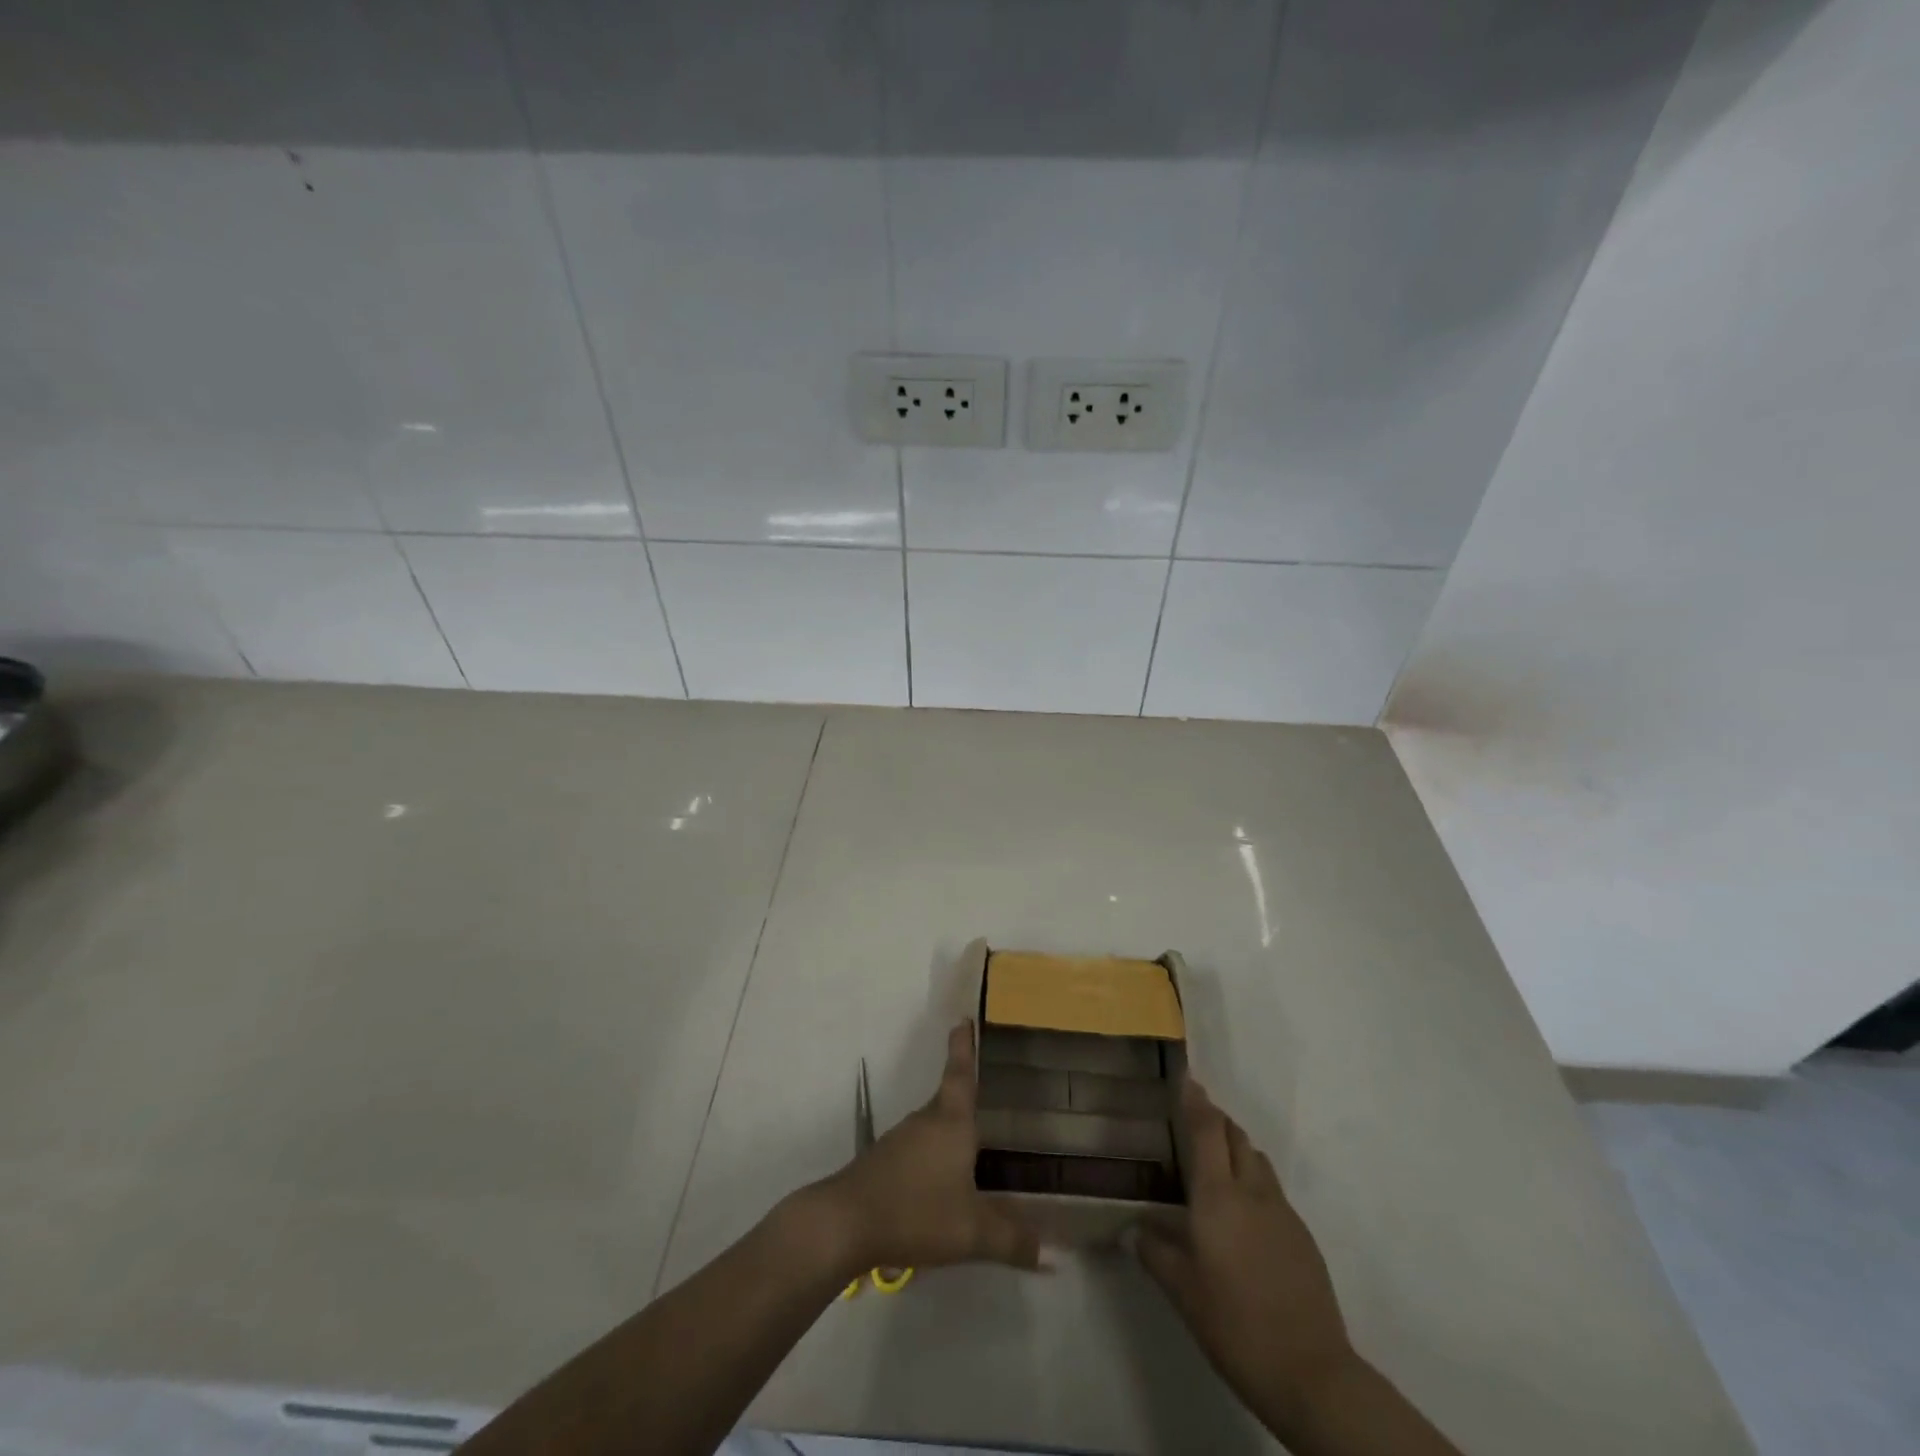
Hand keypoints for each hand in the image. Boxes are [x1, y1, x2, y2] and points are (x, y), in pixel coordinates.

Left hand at [800, 1022, 1041, 1277]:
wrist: (845, 1223)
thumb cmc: (915, 1211)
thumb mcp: (971, 1232)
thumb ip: (1011, 1239)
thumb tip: (1052, 1255)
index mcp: (951, 1122)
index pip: (961, 1074)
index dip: (964, 1047)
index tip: (962, 1019)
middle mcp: (925, 1122)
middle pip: (948, 1100)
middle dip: (965, 1097)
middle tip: (987, 1096)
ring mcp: (900, 1141)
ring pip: (932, 1128)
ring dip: (949, 1133)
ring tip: (970, 1149)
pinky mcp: (884, 1163)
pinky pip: (917, 1151)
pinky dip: (933, 1158)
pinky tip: (940, 1185)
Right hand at [1136, 1077, 1355, 1427]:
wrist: (1312, 1374)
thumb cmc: (1234, 1324)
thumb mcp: (1182, 1291)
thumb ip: (1154, 1251)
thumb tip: (1131, 1229)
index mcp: (1218, 1196)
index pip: (1206, 1130)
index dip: (1195, 1100)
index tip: (1186, 1078)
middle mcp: (1252, 1192)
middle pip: (1236, 1136)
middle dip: (1216, 1120)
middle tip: (1193, 1121)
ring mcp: (1283, 1213)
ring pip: (1257, 1160)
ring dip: (1236, 1149)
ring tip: (1216, 1165)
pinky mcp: (1302, 1237)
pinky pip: (1272, 1191)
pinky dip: (1253, 1182)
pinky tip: (1243, 1216)